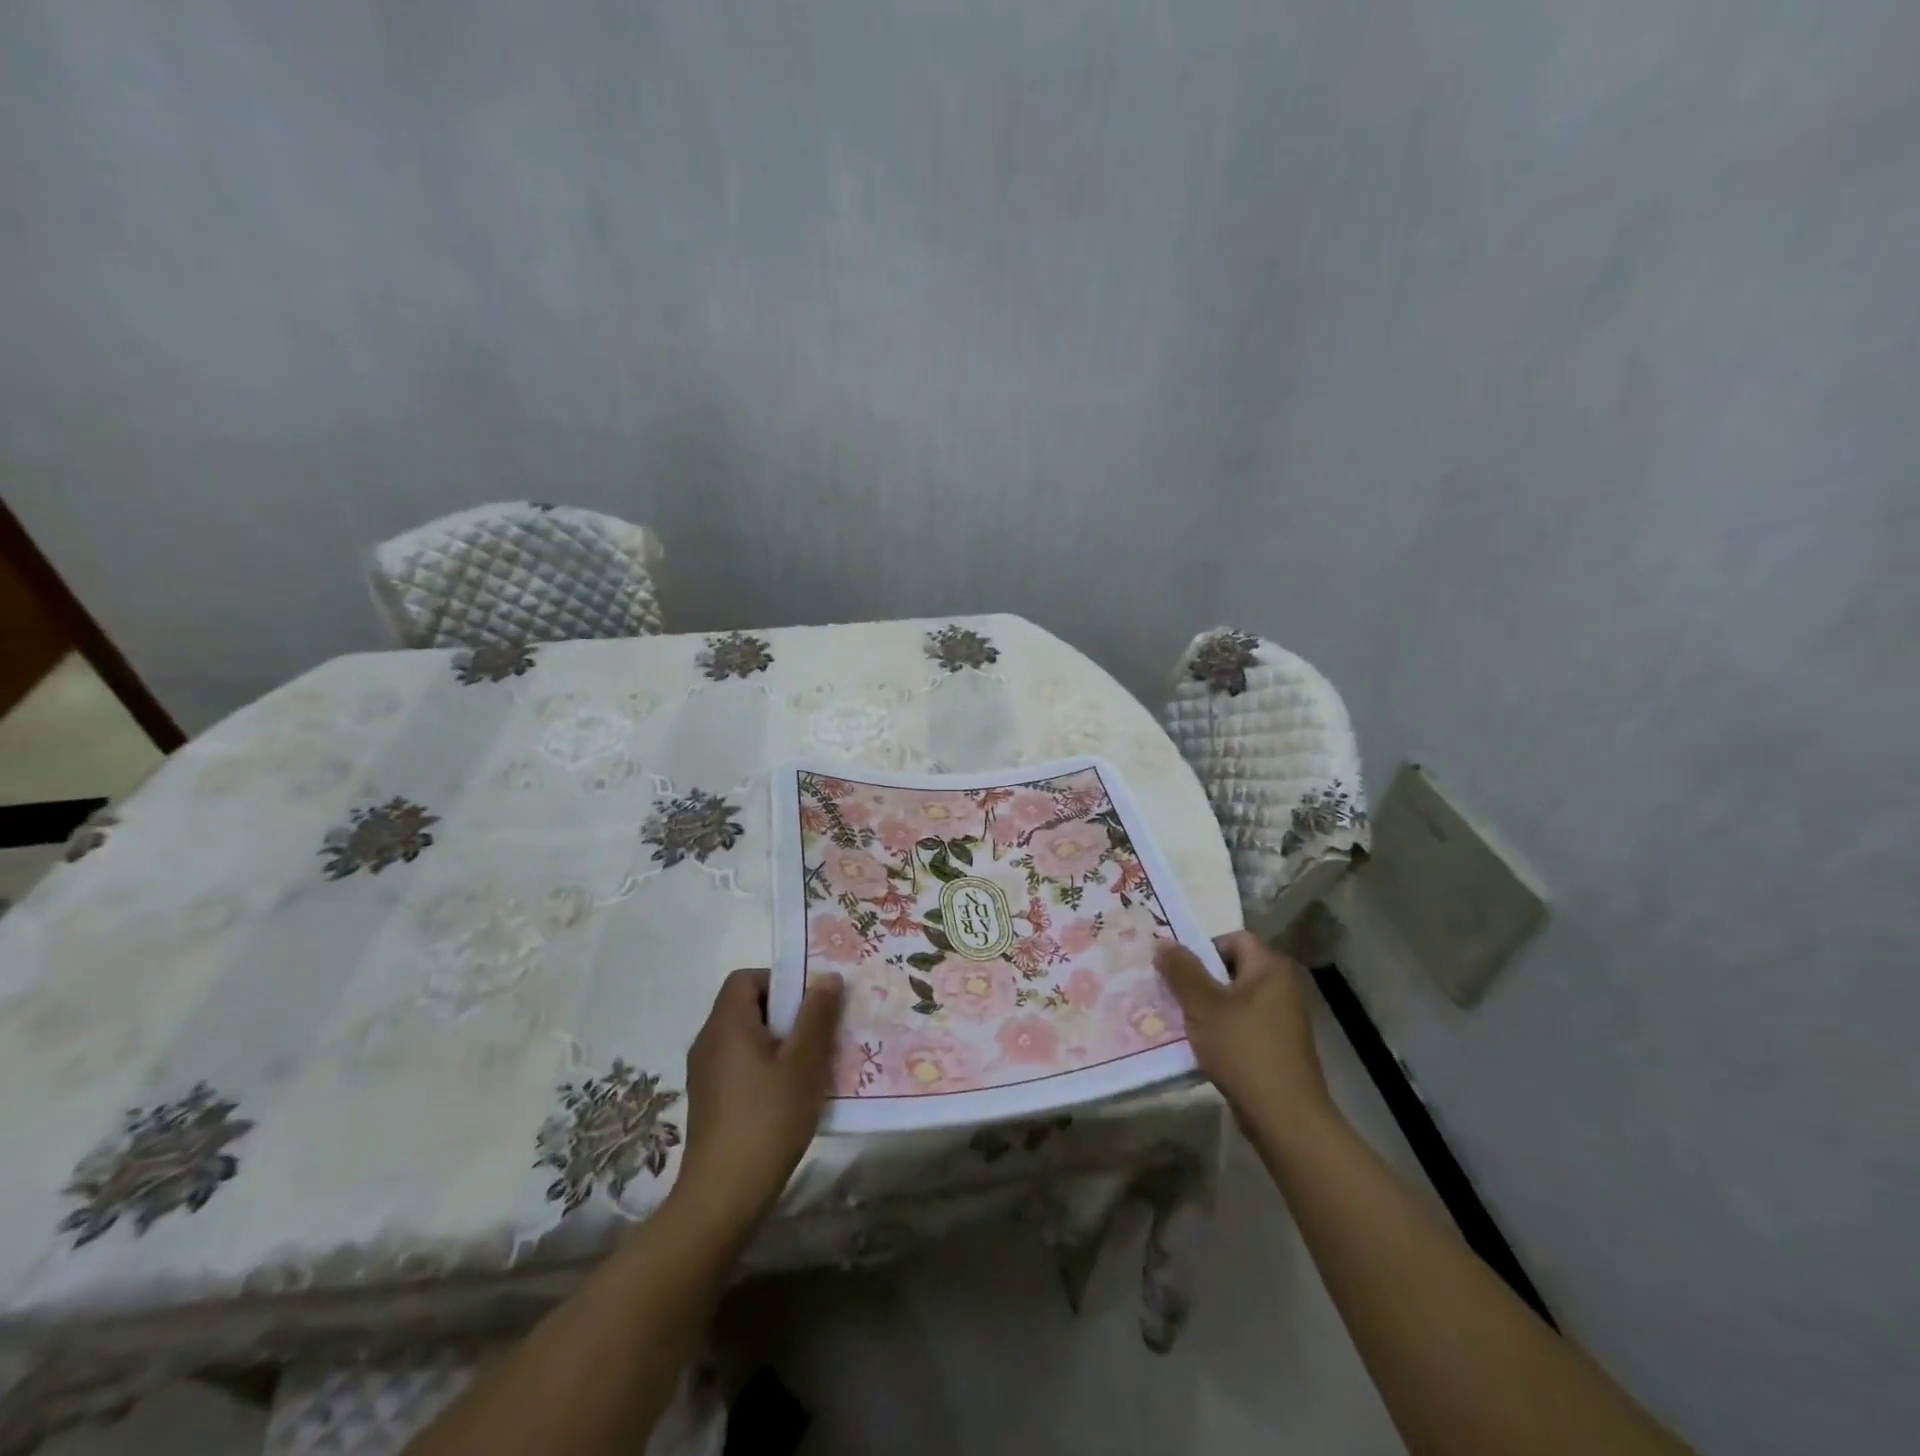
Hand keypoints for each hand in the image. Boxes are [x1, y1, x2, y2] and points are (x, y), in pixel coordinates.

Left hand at [674, 968, 843, 1234]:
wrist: (723, 1196)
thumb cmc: (767, 1118)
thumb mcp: (803, 1063)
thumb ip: (816, 1015)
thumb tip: (827, 977)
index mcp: (727, 1024)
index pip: (745, 978)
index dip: (779, 980)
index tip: (809, 1003)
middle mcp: (708, 1041)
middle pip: (747, 1006)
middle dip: (786, 1013)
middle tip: (820, 1031)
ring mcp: (705, 1074)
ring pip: (746, 1038)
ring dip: (779, 1042)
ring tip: (813, 1063)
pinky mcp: (709, 1101)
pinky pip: (740, 1065)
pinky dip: (765, 1067)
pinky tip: (791, 1094)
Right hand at [1154, 931, 1330, 1124]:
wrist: (1285, 1116)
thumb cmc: (1243, 1049)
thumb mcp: (1203, 1005)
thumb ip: (1181, 970)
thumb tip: (1162, 941)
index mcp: (1270, 968)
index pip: (1233, 939)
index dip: (1203, 948)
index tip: (1178, 970)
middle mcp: (1282, 987)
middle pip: (1232, 968)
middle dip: (1199, 978)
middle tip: (1171, 992)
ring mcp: (1283, 1018)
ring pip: (1235, 998)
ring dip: (1207, 1006)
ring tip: (1180, 1019)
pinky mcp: (1278, 1045)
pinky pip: (1243, 1023)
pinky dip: (1222, 1028)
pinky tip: (1201, 1044)